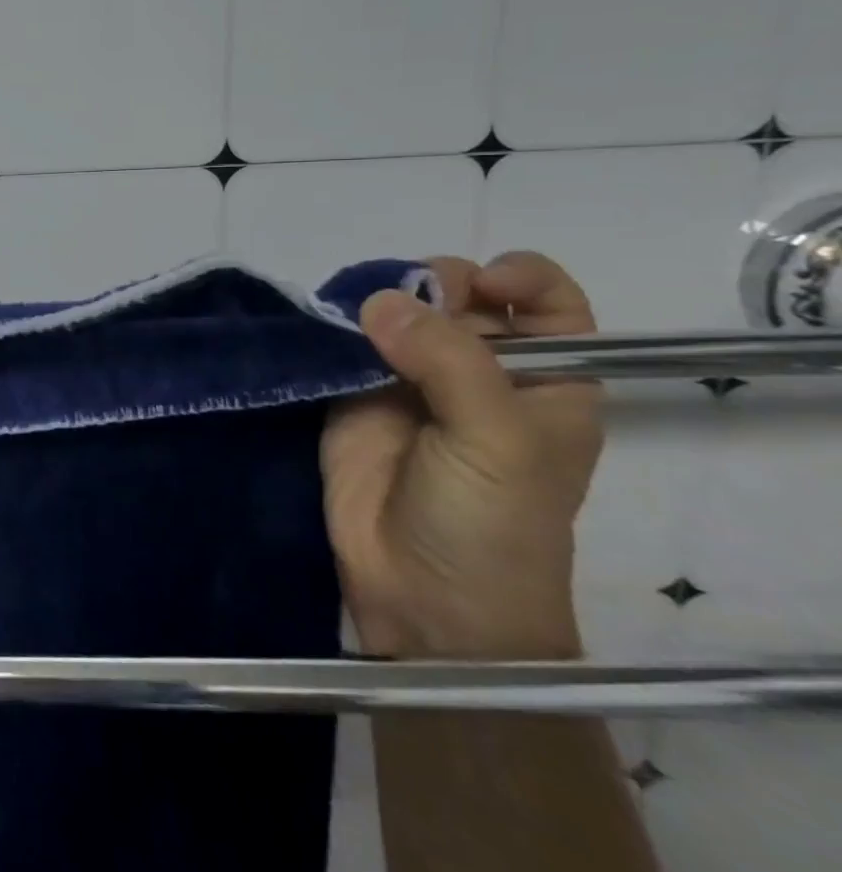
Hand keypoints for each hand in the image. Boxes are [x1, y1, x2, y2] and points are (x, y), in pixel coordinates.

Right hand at [322, 252, 602, 660]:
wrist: (422, 593)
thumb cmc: (491, 520)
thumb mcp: (497, 439)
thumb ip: (448, 360)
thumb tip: (379, 300)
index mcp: (543, 381)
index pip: (546, 304)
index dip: (518, 279)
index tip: (480, 285)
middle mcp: (477, 372)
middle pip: (461, 296)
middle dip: (435, 284)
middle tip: (405, 304)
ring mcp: (410, 382)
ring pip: (397, 313)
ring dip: (377, 300)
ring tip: (355, 312)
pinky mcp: (353, 395)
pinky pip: (344, 344)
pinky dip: (334, 325)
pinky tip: (325, 321)